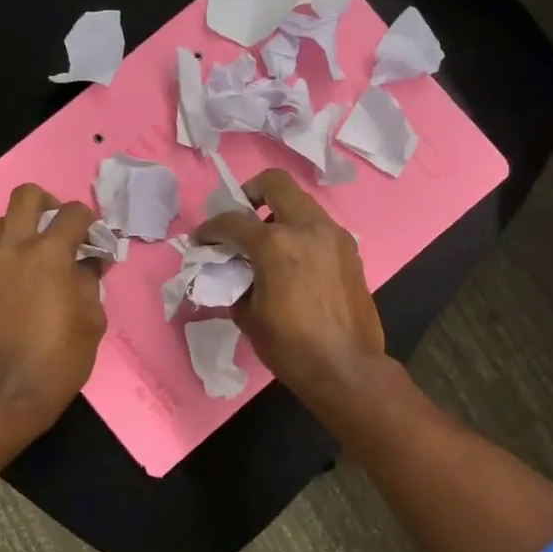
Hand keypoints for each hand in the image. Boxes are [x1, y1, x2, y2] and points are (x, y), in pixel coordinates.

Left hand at [0, 184, 108, 435]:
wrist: (6, 395)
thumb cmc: (60, 358)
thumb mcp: (92, 319)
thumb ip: (91, 281)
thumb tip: (89, 263)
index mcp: (49, 253)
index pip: (73, 213)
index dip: (91, 222)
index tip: (97, 240)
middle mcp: (14, 249)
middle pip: (25, 196)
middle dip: (48, 202)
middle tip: (63, 228)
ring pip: (3, 222)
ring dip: (25, 227)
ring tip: (43, 255)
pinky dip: (11, 253)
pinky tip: (26, 280)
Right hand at [196, 168, 388, 414]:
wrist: (347, 368)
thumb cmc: (292, 347)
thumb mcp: (249, 317)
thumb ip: (236, 283)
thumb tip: (233, 273)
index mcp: (276, 244)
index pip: (233, 221)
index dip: (210, 229)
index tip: (202, 240)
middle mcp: (307, 228)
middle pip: (275, 183)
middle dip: (251, 193)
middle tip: (242, 219)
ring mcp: (333, 235)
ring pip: (301, 202)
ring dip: (280, 213)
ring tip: (269, 244)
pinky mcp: (350, 249)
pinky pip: (319, 225)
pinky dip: (301, 232)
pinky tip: (294, 261)